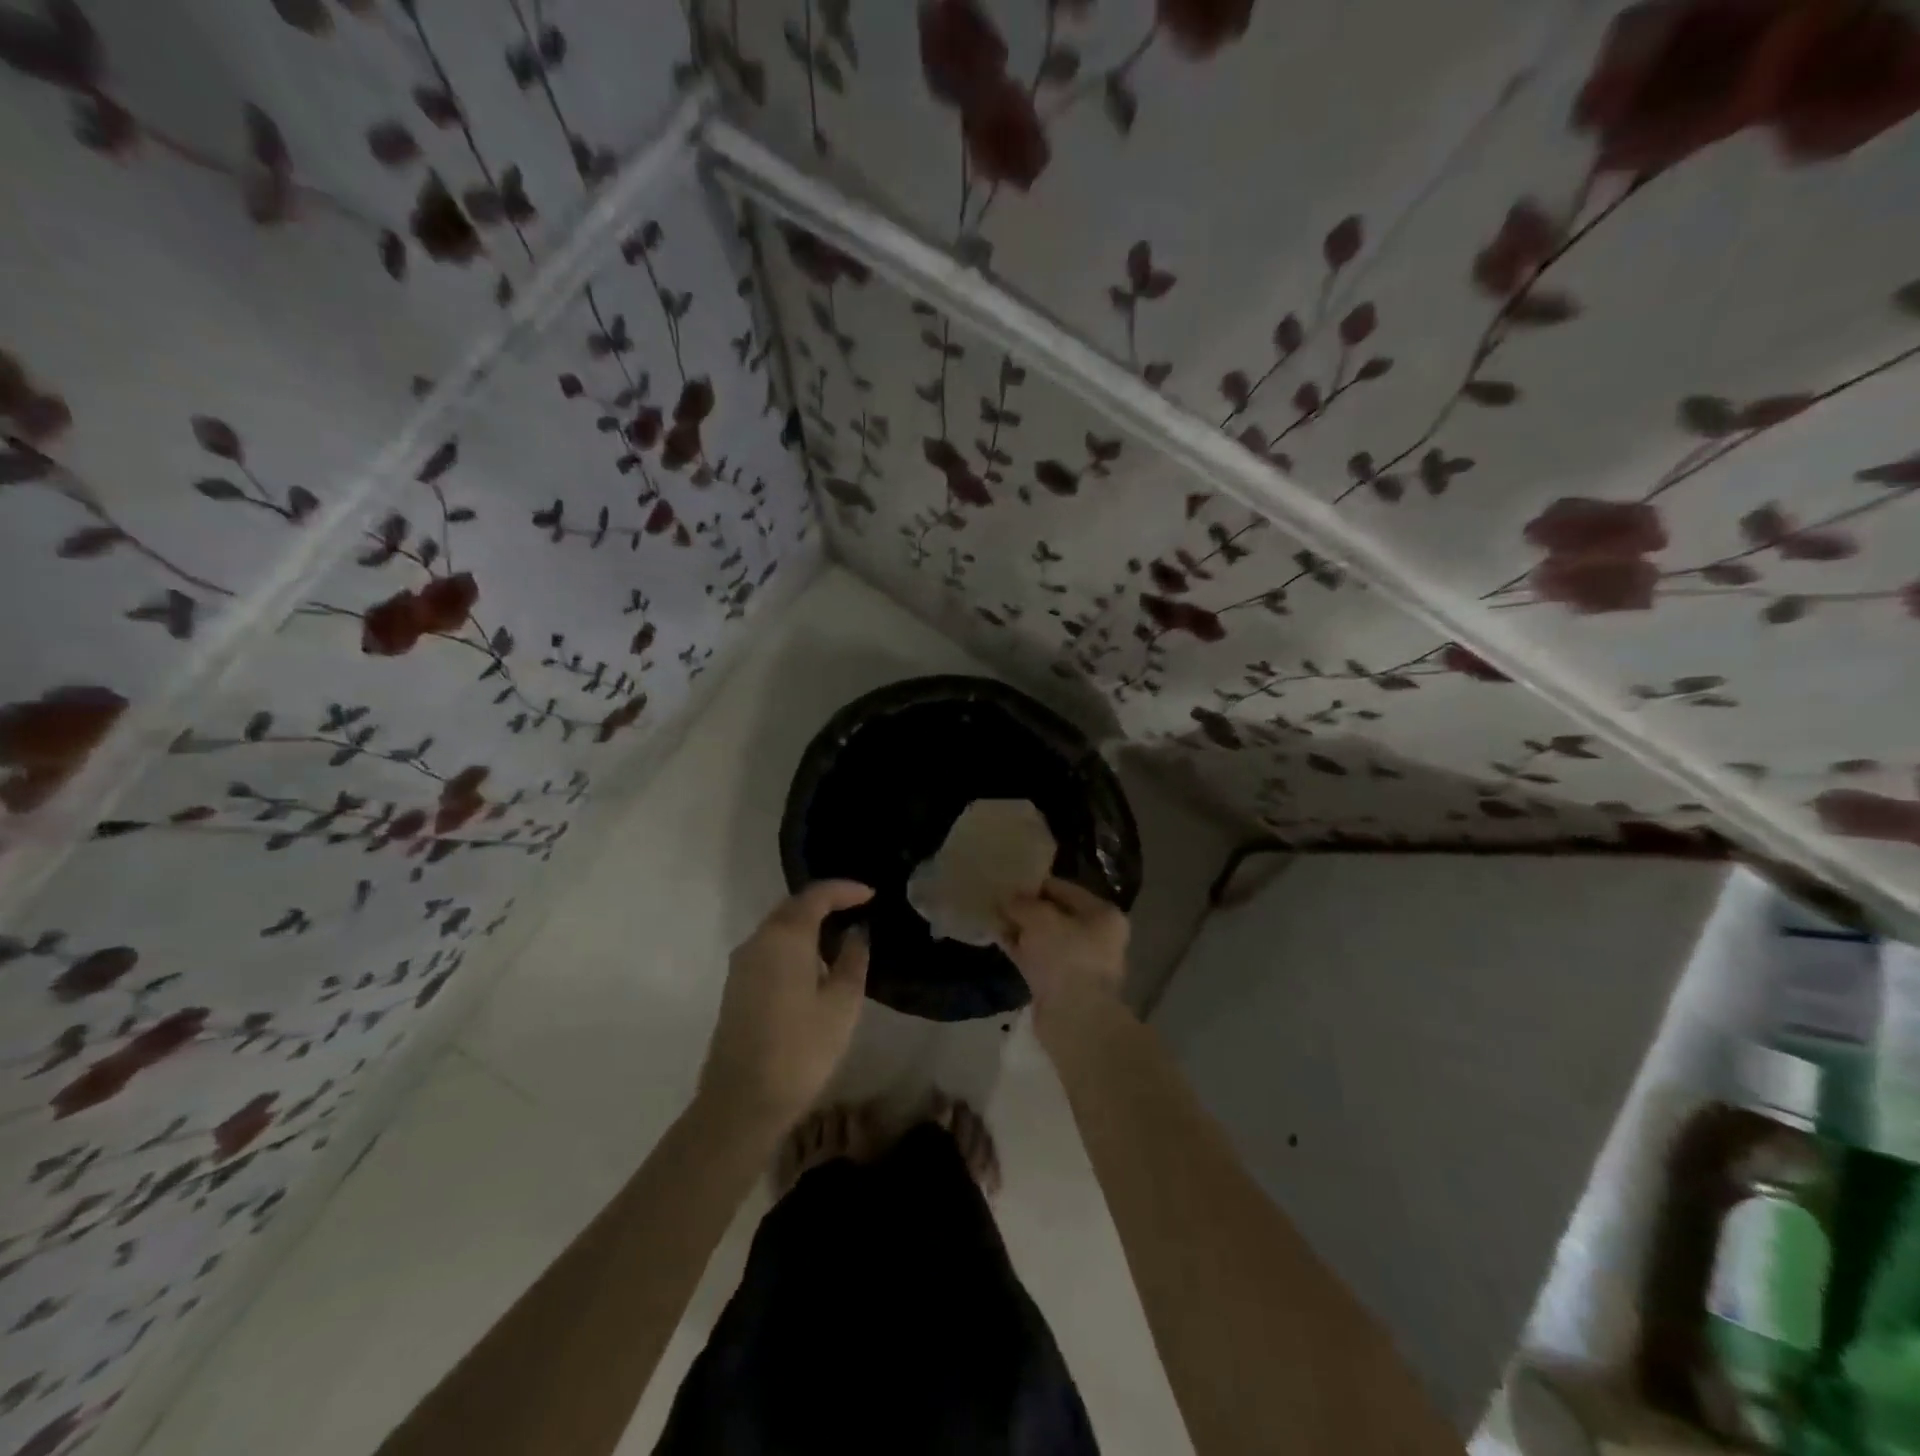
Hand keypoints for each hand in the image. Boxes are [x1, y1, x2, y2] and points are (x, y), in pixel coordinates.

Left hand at [699, 881, 873, 1128]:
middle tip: (857, 910)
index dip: (845, 890)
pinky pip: (769, 948)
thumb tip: (856, 934)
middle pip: (793, 906)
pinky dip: (794, 944)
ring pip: (778, 928)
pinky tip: (814, 964)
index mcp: (785, 937)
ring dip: (808, 924)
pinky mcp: (736, 987)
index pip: (816, 895)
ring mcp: (741, 964)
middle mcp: (758, 941)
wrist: (741, 1102)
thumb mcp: (842, 1004)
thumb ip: (853, 960)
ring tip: (840, 936)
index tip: (871, 895)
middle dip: (826, 902)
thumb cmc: (800, 1049)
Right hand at [1001, 877, 1129, 1024]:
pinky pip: (1037, 957)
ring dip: (1020, 928)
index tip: (1008, 882)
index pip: (1064, 888)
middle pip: (1054, 914)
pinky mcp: (1060, 984)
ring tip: (992, 916)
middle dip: (1026, 908)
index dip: (1035, 884)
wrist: (1074, 1018)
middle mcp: (1096, 936)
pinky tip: (997, 938)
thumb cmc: (1065, 957)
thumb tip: (1007, 898)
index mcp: (1102, 914)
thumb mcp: (1039, 918)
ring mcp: (1078, 962)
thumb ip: (1022, 903)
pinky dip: (1019, 948)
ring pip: (1043, 937)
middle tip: (997, 899)